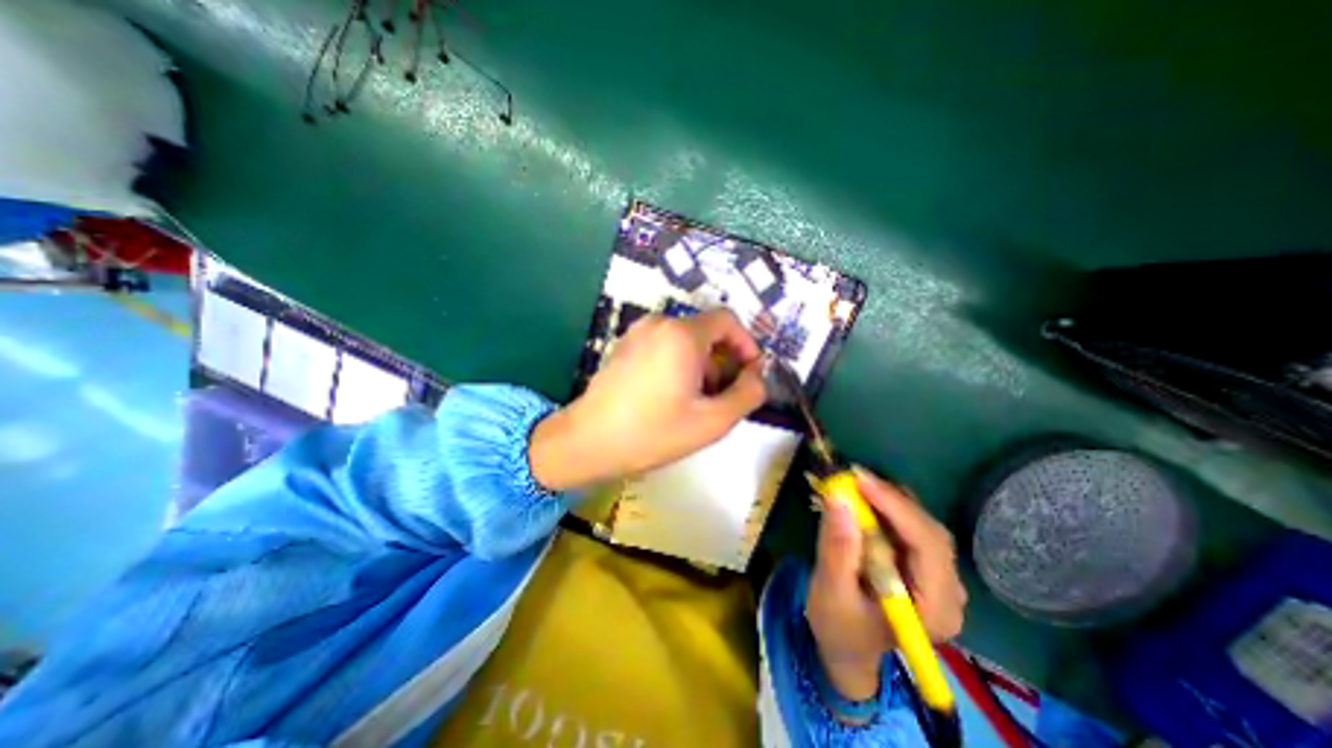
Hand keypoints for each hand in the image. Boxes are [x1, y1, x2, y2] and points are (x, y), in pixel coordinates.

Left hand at [525, 306, 765, 490]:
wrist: (588, 442)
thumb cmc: (653, 432)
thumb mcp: (713, 421)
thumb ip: (748, 394)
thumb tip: (757, 375)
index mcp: (682, 334)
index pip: (728, 320)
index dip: (746, 344)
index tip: (749, 374)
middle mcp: (658, 323)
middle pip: (706, 332)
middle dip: (722, 362)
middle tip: (720, 398)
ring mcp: (637, 333)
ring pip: (684, 342)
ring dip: (700, 366)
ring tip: (693, 403)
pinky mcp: (624, 346)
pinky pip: (663, 347)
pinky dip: (677, 365)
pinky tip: (668, 397)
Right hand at [801, 466, 969, 699]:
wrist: (846, 645)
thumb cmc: (838, 626)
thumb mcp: (831, 591)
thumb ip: (837, 549)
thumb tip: (838, 499)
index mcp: (935, 610)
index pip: (928, 547)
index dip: (896, 507)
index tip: (860, 479)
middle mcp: (949, 592)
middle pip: (929, 532)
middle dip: (892, 500)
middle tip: (853, 476)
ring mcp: (939, 578)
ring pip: (922, 524)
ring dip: (889, 500)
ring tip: (856, 484)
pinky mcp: (923, 565)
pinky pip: (911, 526)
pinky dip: (887, 507)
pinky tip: (866, 498)